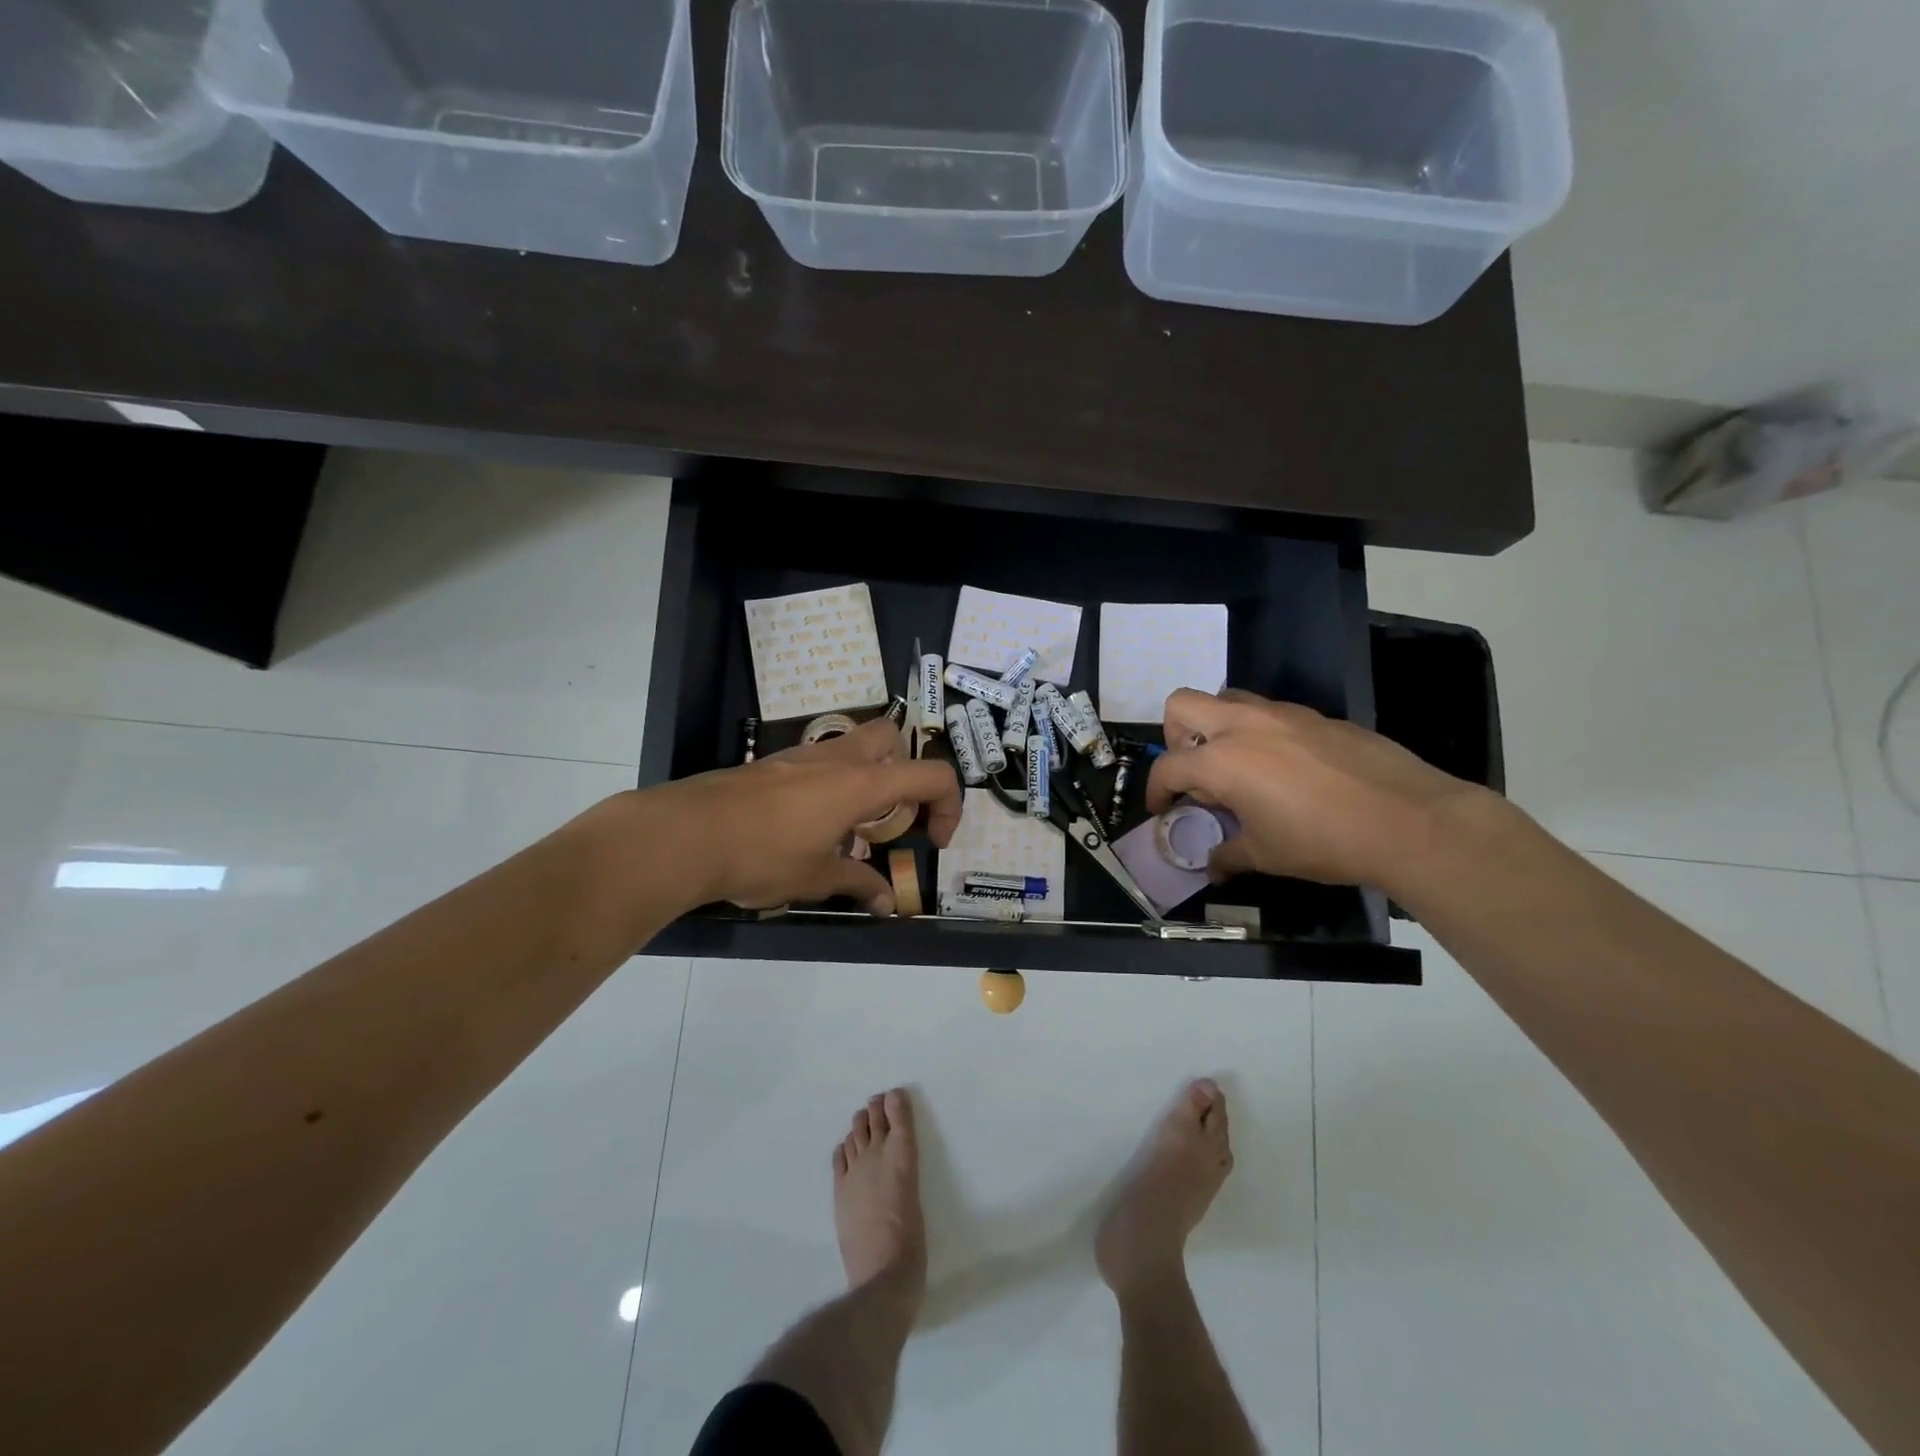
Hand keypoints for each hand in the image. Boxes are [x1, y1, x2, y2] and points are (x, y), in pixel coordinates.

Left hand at [657, 716, 962, 913]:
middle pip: (893, 736)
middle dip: (906, 768)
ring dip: (867, 775)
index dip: (949, 806)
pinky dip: (832, 783)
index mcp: (862, 783)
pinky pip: (820, 760)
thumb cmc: (762, 856)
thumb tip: (887, 903)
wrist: (686, 834)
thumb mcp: (816, 878)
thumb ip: (858, 884)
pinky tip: (809, 824)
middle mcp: (839, 758)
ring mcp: (802, 755)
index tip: (934, 841)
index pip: (932, 774)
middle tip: (894, 813)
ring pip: (853, 744)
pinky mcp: (774, 763)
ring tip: (851, 825)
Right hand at [1144, 689, 1489, 888]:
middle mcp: (1243, 726)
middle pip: (1182, 704)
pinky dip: (1261, 734)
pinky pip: (1271, 714)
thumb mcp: (1266, 855)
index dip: (1157, 791)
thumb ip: (1228, 854)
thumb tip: (1212, 865)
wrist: (1409, 820)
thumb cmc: (1323, 841)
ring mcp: (1283, 715)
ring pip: (1228, 700)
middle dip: (1175, 735)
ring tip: (1237, 767)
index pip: (1168, 767)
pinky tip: (1286, 770)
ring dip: (1218, 727)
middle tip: (1193, 770)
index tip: (1164, 810)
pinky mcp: (1317, 717)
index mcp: (1221, 760)